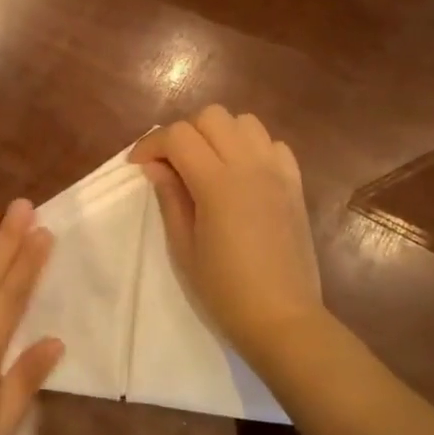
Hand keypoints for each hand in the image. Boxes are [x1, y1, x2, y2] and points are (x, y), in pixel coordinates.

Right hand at [131, 105, 327, 365]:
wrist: (282, 317)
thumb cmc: (223, 289)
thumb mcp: (183, 247)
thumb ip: (170, 198)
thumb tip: (156, 167)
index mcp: (217, 183)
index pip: (178, 136)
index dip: (151, 145)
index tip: (138, 167)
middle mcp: (250, 166)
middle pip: (212, 116)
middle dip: (184, 133)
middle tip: (171, 165)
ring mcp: (277, 173)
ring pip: (245, 122)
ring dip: (219, 135)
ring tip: (206, 165)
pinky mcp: (295, 185)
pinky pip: (273, 145)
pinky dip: (251, 148)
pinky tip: (241, 175)